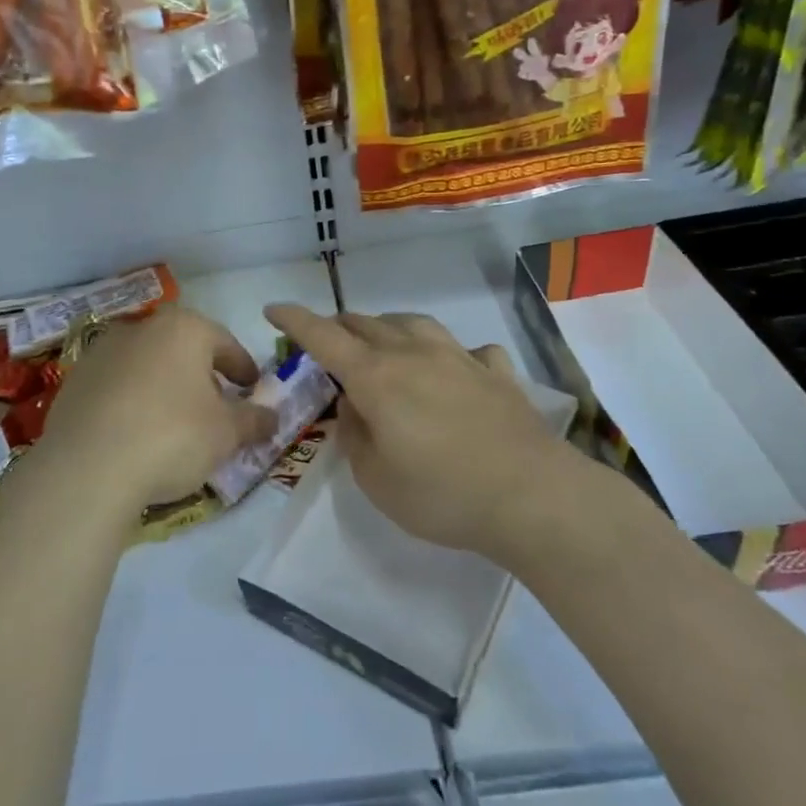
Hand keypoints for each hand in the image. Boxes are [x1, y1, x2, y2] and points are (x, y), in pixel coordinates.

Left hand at [35, 305, 278, 516]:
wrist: (87, 468)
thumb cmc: (171, 437)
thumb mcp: (226, 434)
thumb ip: (253, 420)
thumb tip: (271, 416)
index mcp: (183, 328)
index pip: (225, 344)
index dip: (244, 368)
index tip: (252, 389)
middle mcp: (141, 328)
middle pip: (183, 349)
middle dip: (203, 375)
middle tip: (217, 407)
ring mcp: (102, 352)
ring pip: (147, 364)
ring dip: (165, 386)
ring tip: (175, 422)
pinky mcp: (75, 380)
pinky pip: (117, 386)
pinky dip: (132, 401)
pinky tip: (136, 432)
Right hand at [264, 304, 572, 555]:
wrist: (532, 497)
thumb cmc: (441, 493)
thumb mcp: (375, 478)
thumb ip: (353, 435)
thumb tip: (352, 405)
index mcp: (376, 377)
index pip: (324, 336)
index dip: (294, 319)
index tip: (273, 309)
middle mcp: (414, 354)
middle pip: (366, 324)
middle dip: (338, 326)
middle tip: (326, 342)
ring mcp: (460, 358)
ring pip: (413, 324)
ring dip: (388, 328)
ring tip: (383, 342)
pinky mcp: (497, 373)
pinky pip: (467, 350)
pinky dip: (450, 354)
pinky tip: (456, 368)